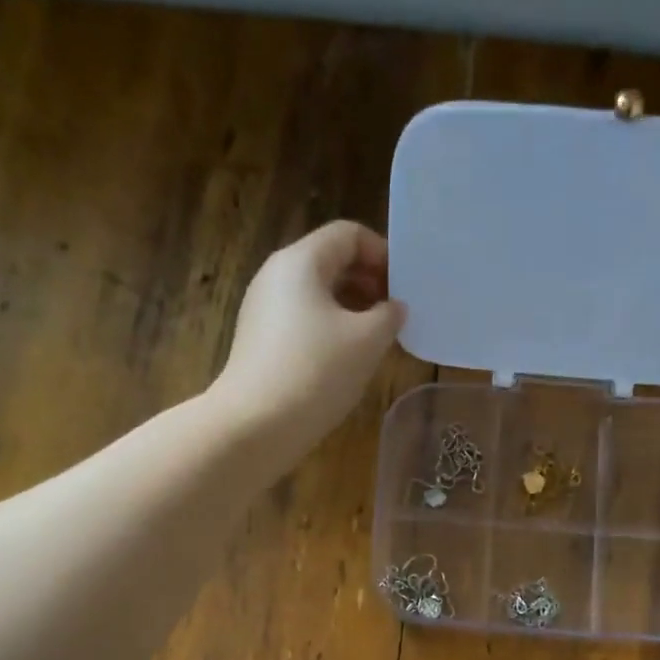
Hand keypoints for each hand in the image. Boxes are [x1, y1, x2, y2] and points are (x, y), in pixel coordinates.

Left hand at [211, 221, 405, 458]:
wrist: (255, 424)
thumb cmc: (316, 372)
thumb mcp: (368, 341)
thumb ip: (390, 315)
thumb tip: (393, 308)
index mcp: (301, 261)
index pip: (348, 235)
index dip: (382, 255)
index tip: (404, 289)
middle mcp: (276, 275)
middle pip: (330, 261)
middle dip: (368, 282)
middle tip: (394, 315)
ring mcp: (263, 309)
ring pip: (317, 294)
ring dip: (351, 309)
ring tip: (376, 340)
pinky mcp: (259, 340)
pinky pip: (302, 320)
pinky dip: (330, 329)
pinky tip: (346, 360)